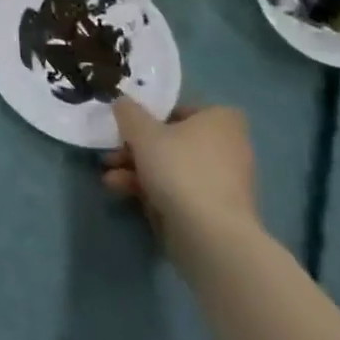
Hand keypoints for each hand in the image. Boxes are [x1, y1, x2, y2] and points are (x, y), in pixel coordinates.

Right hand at [104, 101, 257, 262]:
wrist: (210, 236)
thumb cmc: (179, 168)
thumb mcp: (142, 131)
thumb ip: (129, 112)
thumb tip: (123, 103)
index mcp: (221, 121)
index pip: (184, 109)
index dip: (155, 115)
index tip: (132, 125)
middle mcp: (229, 148)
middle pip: (173, 141)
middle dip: (137, 148)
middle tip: (112, 153)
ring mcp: (223, 183)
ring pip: (172, 167)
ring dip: (137, 169)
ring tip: (109, 178)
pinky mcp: (215, 212)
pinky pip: (180, 191)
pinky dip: (152, 190)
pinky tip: (121, 192)